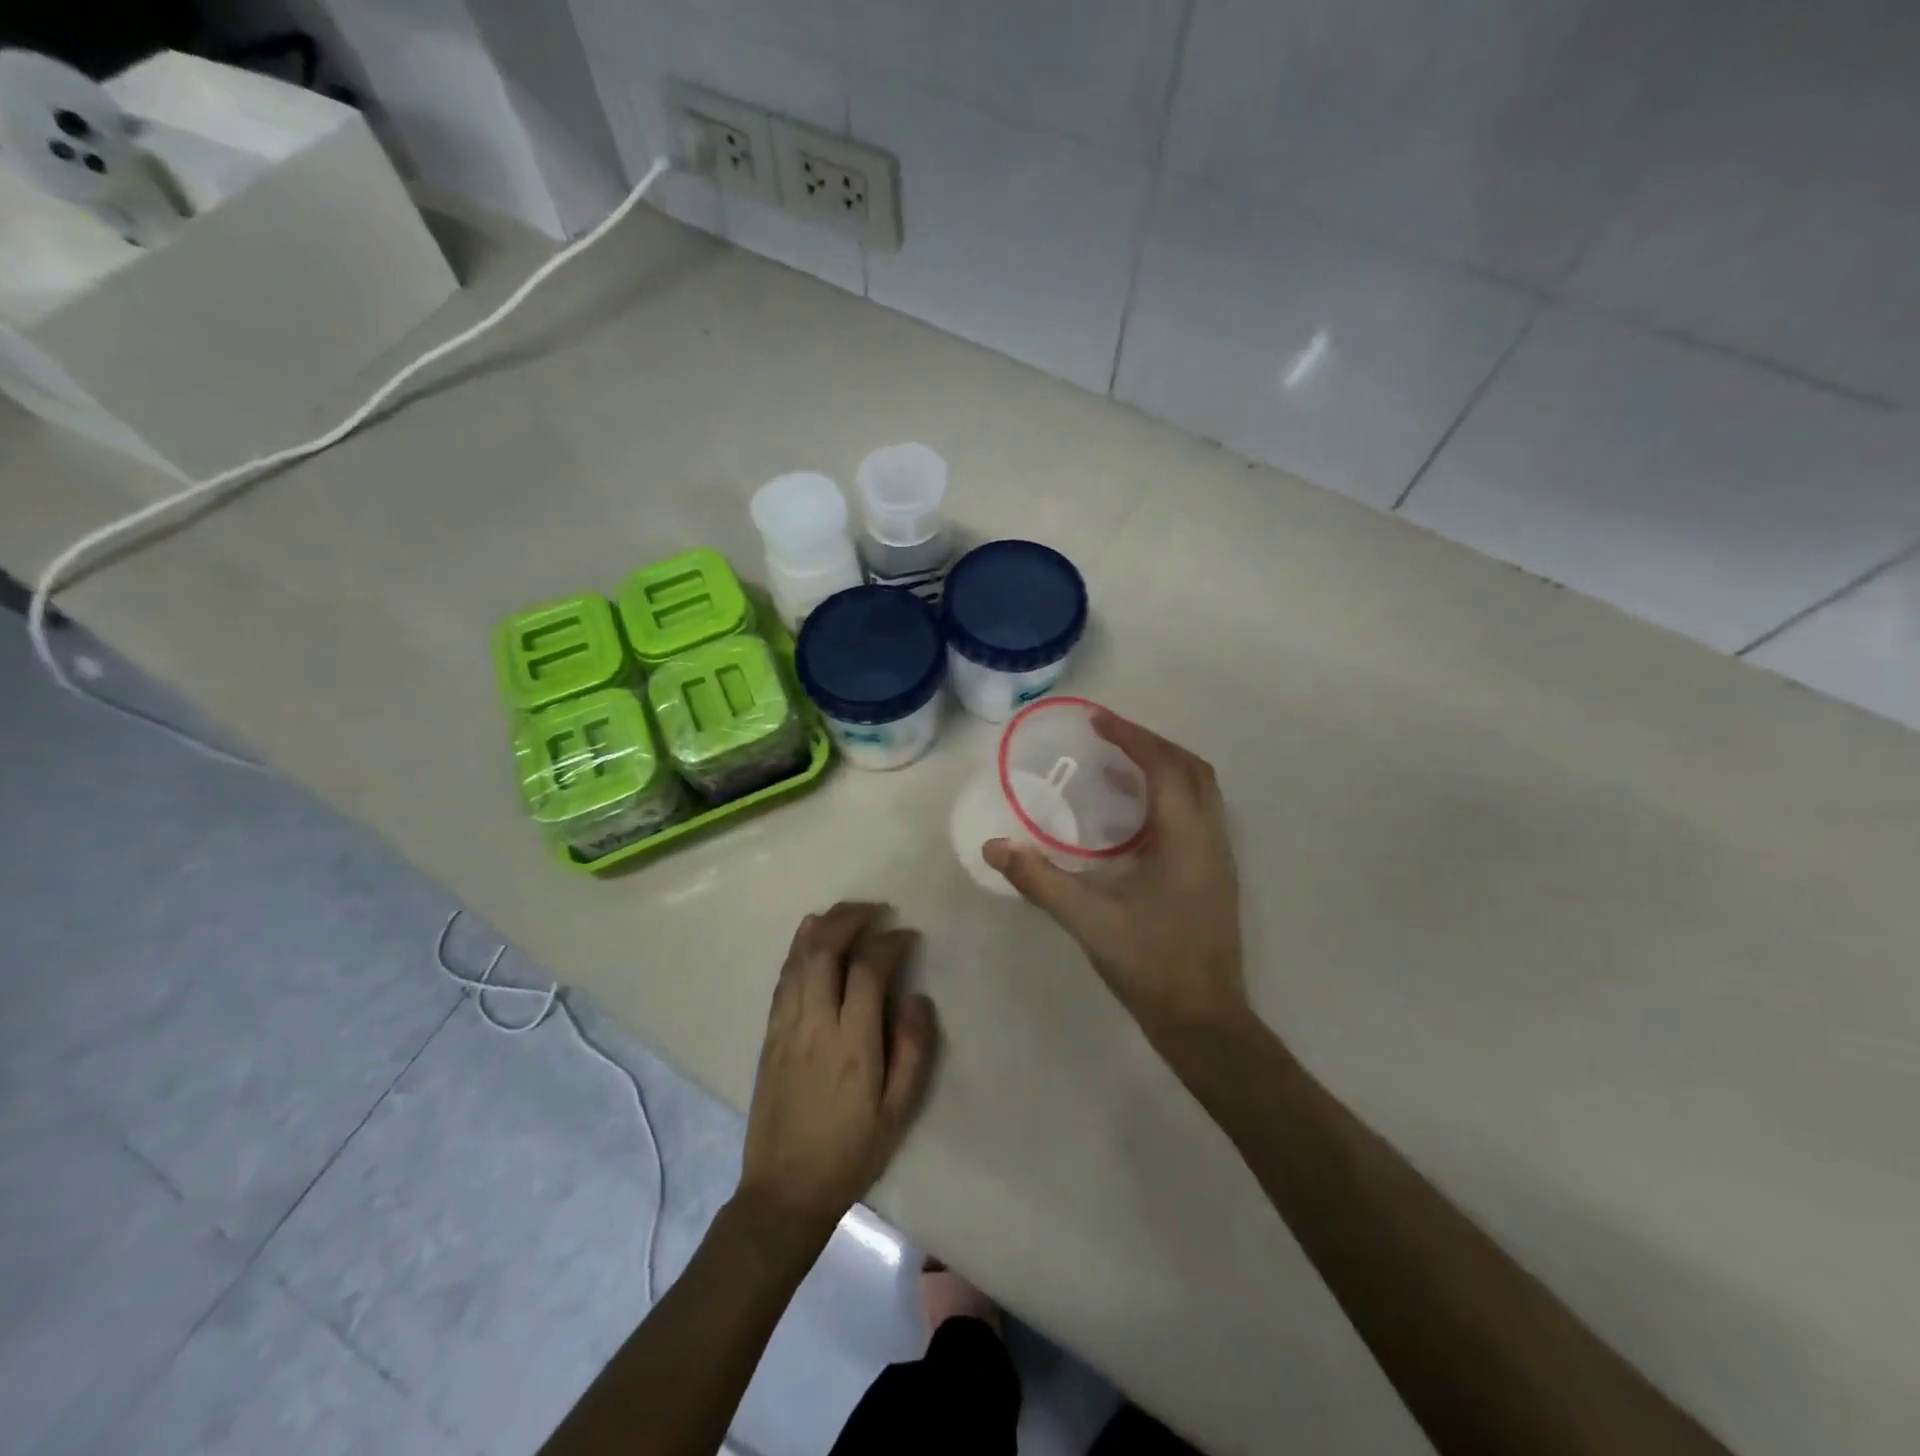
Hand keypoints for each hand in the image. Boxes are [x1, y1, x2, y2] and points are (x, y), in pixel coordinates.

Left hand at [737, 902, 938, 1242]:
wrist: (784, 1191)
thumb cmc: (850, 1152)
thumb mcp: (898, 1111)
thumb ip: (913, 1050)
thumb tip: (916, 996)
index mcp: (852, 1043)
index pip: (868, 970)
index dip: (889, 942)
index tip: (908, 934)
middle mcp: (815, 1024)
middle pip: (825, 950)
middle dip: (851, 918)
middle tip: (877, 908)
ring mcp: (786, 1026)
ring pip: (799, 958)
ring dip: (824, 926)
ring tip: (848, 911)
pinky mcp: (769, 1035)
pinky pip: (783, 978)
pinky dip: (798, 948)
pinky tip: (809, 935)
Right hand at [985, 712, 1246, 1057]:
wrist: (1205, 1021)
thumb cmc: (1150, 965)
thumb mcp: (1088, 921)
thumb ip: (1039, 880)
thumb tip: (994, 847)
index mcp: (1186, 838)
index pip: (1163, 767)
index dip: (1131, 738)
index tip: (1096, 721)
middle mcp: (1211, 837)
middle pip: (1191, 768)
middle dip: (1151, 744)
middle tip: (1108, 738)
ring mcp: (1219, 856)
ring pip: (1200, 790)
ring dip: (1164, 767)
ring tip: (1119, 766)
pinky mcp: (1216, 875)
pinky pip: (1198, 813)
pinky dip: (1170, 795)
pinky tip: (1135, 816)